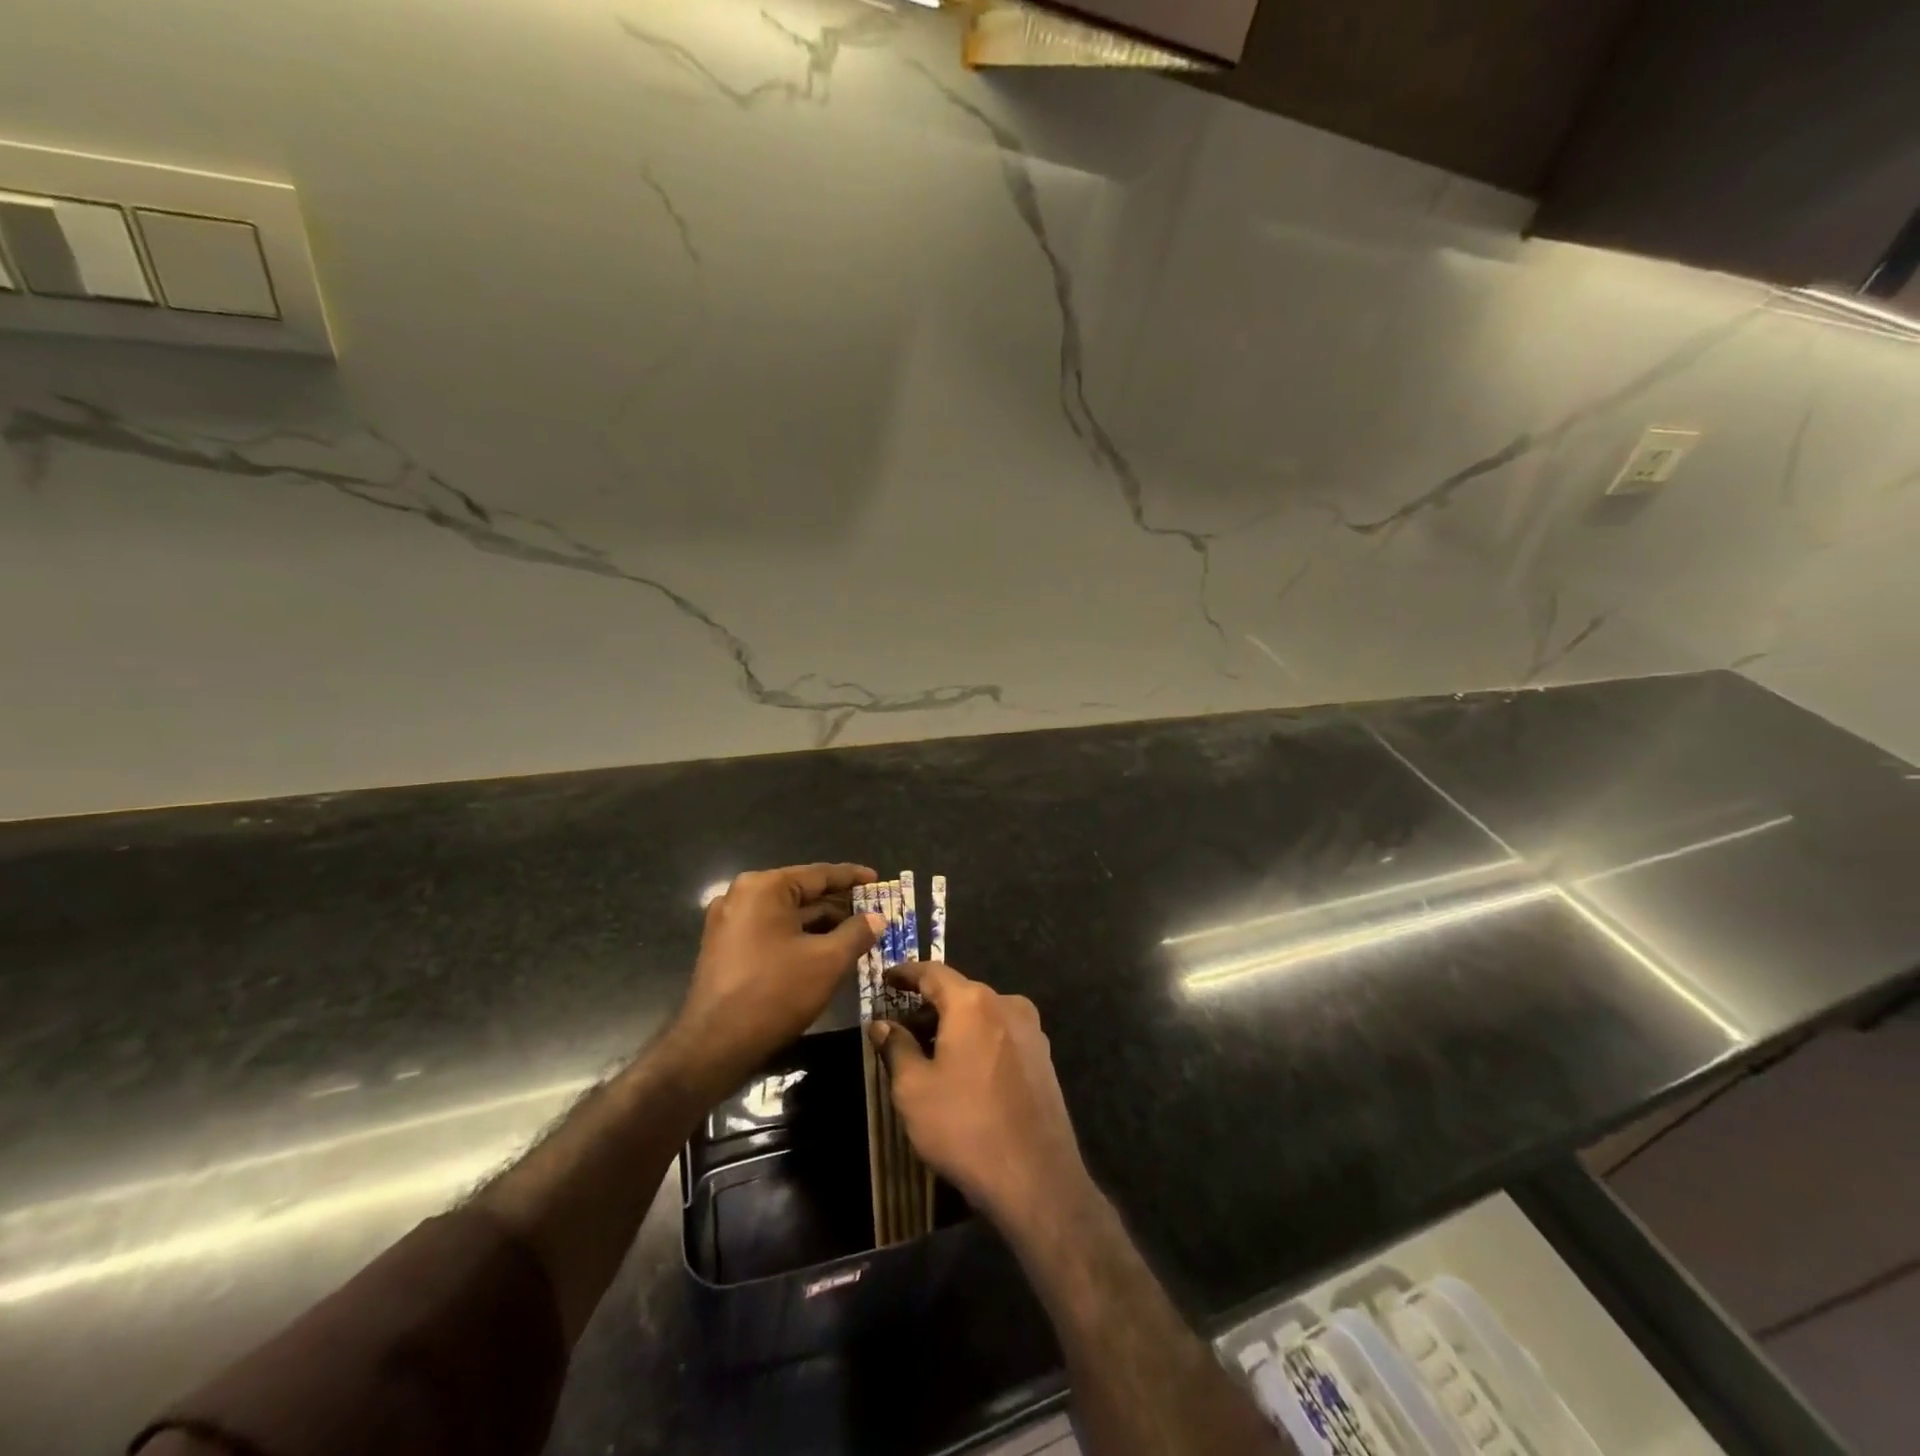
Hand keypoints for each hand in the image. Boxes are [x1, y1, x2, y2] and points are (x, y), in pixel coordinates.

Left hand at [666, 863, 882, 1100]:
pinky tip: (824, 950)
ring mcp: (728, 922)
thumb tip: (877, 918)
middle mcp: (741, 896)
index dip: (852, 877)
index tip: (877, 878)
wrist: (714, 1046)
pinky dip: (798, 937)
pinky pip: (771, 931)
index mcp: (764, 887)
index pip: (819, 874)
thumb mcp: (828, 961)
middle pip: (801, 892)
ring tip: (856, 932)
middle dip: (838, 904)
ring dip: (820, 923)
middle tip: (872, 910)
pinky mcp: (724, 948)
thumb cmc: (775, 993)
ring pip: (786, 914)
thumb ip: (857, 933)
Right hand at [871, 962, 1091, 1236]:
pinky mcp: (1043, 1057)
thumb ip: (896, 1047)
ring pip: (981, 1015)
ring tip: (927, 1054)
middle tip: (899, 1028)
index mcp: (973, 1002)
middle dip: (927, 1006)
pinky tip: (962, 1072)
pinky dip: (976, 1041)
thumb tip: (882, 1024)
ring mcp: (1031, 1030)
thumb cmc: (965, 1127)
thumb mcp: (914, 1089)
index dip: (905, 973)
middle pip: (959, 993)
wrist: (1036, 1178)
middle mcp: (1007, 1004)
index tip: (885, 979)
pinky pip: (1000, 1035)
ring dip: (953, 1026)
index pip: (932, 972)